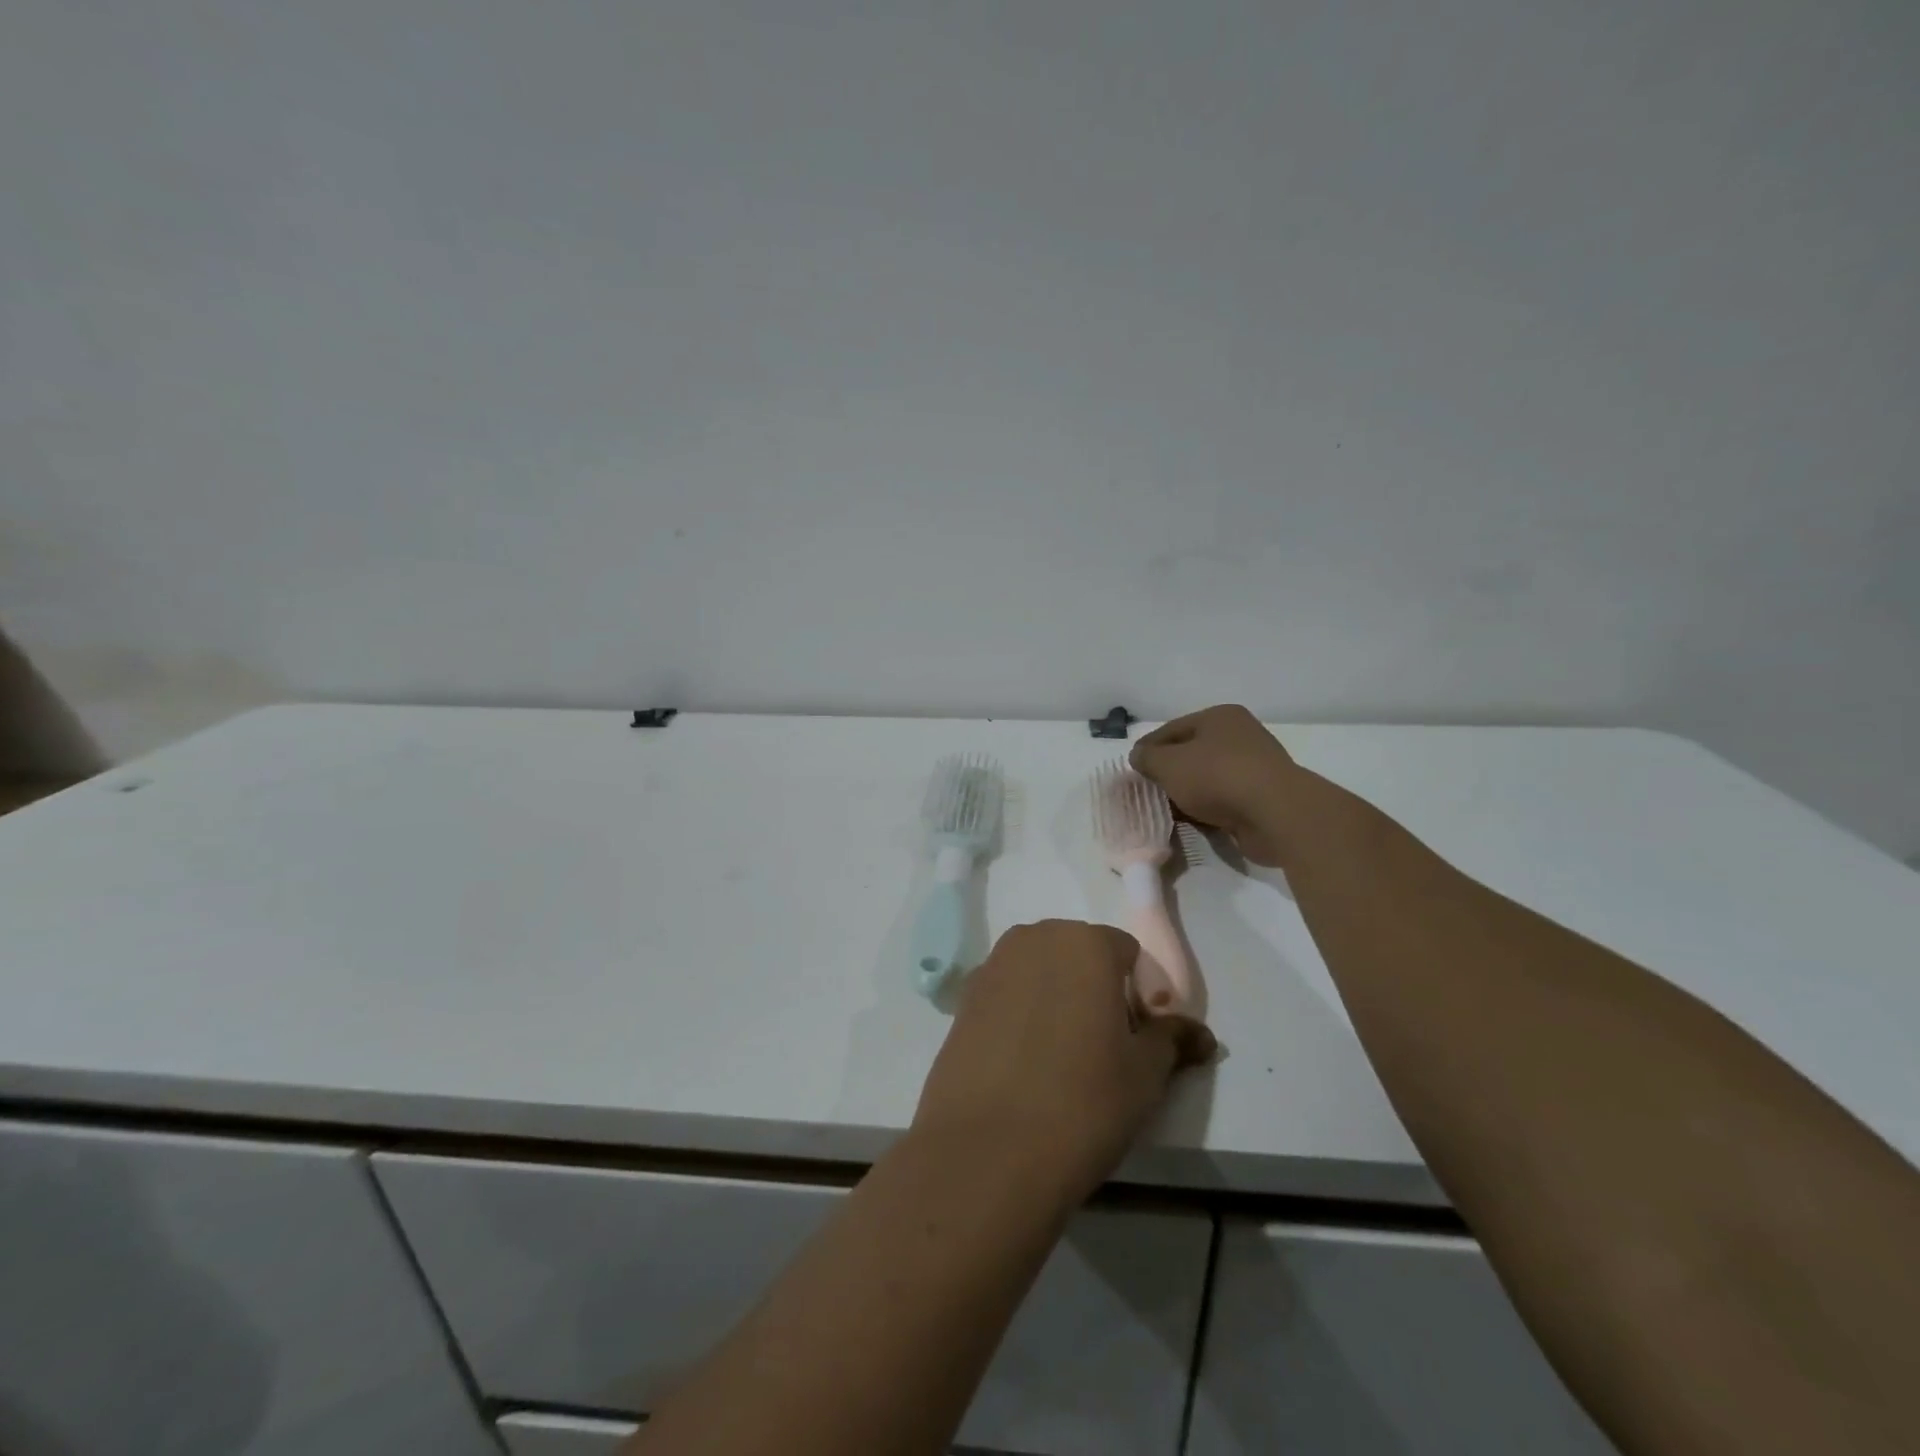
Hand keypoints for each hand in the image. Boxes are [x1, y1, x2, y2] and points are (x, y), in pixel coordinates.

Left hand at [913, 921, 1215, 1201]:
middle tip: (1106, 1049)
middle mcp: (1034, 939)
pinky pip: (1008, 995)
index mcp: (1085, 943)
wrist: (987, 1150)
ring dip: (1058, 1000)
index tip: (1141, 1040)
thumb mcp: (1146, 1074)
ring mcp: (992, 966)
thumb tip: (1201, 1034)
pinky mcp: (963, 999)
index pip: (1127, 953)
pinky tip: (1024, 1065)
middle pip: (1079, 955)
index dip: (1141, 994)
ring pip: (1041, 973)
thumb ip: (1173, 1040)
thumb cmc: (1083, 1102)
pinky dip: (1022, 1015)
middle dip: (1098, 990)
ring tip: (1063, 1060)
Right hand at [1130, 705, 1303, 864]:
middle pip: (1191, 754)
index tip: (1131, 769)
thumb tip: (1138, 756)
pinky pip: (1224, 801)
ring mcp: (1254, 768)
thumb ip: (1147, 758)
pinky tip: (1190, 823)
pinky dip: (1206, 810)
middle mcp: (1240, 736)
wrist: (1275, 814)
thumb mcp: (1168, 764)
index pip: (1172, 729)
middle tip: (1146, 792)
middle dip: (1168, 773)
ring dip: (1187, 794)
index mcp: (1220, 717)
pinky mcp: (1262, 798)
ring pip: (1207, 779)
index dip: (1148, 748)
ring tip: (1164, 811)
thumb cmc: (1217, 776)